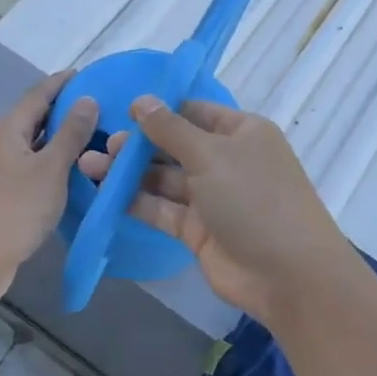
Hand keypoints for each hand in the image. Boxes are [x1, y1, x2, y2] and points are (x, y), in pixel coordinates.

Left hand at [0, 71, 97, 299]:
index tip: (90, 73)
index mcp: (8, 129)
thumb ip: (70, 134)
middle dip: (66, 110)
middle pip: (35, 117)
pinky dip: (54, 163)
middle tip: (102, 107)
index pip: (39, 94)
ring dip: (61, 139)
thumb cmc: (14, 209)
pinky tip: (76, 171)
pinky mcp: (3, 193)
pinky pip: (33, 167)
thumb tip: (87, 99)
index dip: (63, 82)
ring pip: (35, 144)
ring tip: (96, 136)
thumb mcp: (50, 169)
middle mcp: (0, 143)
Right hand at [77, 97, 350, 319]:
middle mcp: (227, 161)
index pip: (195, 112)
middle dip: (139, 145)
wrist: (287, 275)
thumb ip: (170, 129)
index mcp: (241, 133)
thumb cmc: (254, 199)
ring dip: (130, 173)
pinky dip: (136, 202)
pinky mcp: (197, 230)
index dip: (161, 110)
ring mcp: (212, 197)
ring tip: (89, 166)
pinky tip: (104, 194)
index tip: (122, 111)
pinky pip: (162, 209)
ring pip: (164, 179)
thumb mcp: (211, 155)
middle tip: (101, 145)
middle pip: (175, 146)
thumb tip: (141, 100)